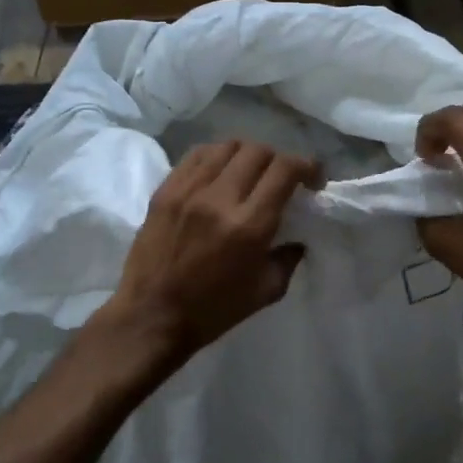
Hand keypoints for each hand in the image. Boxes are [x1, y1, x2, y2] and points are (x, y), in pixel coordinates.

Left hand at [106, 140, 321, 359]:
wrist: (151, 316)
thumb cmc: (212, 310)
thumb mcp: (265, 291)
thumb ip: (288, 258)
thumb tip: (298, 238)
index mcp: (249, 225)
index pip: (284, 170)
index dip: (306, 166)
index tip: (312, 178)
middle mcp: (220, 198)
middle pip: (258, 151)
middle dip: (278, 159)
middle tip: (281, 178)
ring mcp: (188, 190)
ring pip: (227, 146)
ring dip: (247, 154)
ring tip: (250, 172)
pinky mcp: (165, 190)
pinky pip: (196, 155)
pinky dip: (216, 156)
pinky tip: (220, 172)